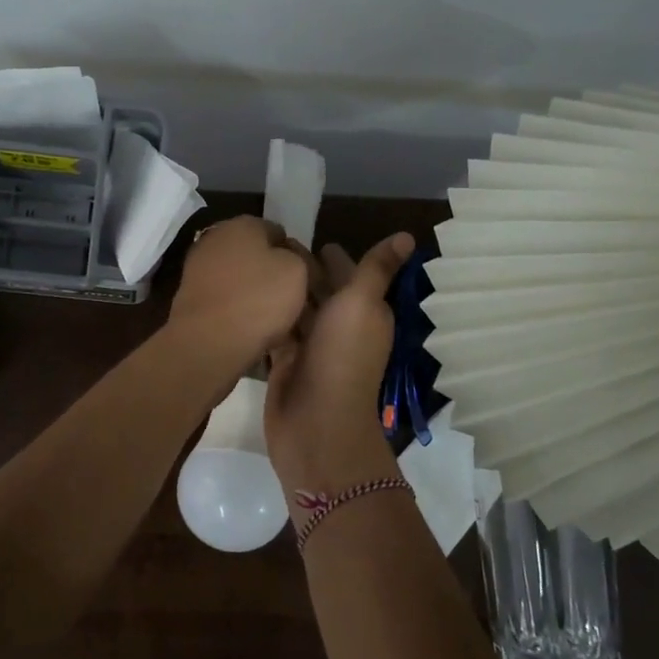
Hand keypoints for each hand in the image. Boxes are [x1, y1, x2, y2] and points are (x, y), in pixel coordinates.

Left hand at [167, 216, 317, 374]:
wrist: (208, 342)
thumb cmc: (258, 299)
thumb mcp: (298, 271)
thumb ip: (299, 257)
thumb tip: (289, 258)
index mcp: (242, 223)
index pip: (278, 232)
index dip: (296, 255)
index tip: (308, 280)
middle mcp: (215, 238)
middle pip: (256, 255)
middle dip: (273, 274)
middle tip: (294, 301)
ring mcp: (198, 268)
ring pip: (240, 279)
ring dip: (256, 295)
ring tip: (276, 321)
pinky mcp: (190, 297)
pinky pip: (225, 300)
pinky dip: (237, 310)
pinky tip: (252, 330)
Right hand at [264, 233, 413, 493]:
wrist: (316, 421)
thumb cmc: (343, 356)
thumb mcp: (363, 304)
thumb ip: (377, 269)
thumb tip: (408, 236)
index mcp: (363, 311)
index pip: (349, 275)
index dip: (334, 257)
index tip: (311, 237)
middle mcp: (339, 327)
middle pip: (321, 291)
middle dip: (304, 270)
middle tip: (275, 245)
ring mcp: (311, 346)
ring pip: (298, 309)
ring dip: (284, 290)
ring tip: (259, 264)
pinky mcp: (286, 362)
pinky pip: (278, 329)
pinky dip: (269, 314)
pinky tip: (250, 296)